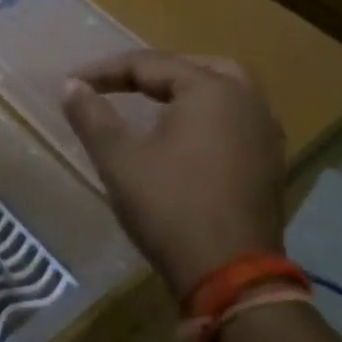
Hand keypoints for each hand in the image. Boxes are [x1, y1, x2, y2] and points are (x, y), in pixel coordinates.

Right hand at [61, 51, 286, 299]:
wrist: (232, 278)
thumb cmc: (170, 208)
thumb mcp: (118, 159)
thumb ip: (92, 116)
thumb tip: (71, 86)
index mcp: (211, 91)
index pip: (149, 64)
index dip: (105, 71)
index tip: (72, 83)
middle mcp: (246, 102)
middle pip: (197, 67)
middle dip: (155, 70)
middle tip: (120, 83)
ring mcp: (265, 134)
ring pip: (225, 91)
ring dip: (186, 90)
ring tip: (151, 102)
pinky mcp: (270, 164)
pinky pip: (236, 119)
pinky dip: (207, 115)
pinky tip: (183, 136)